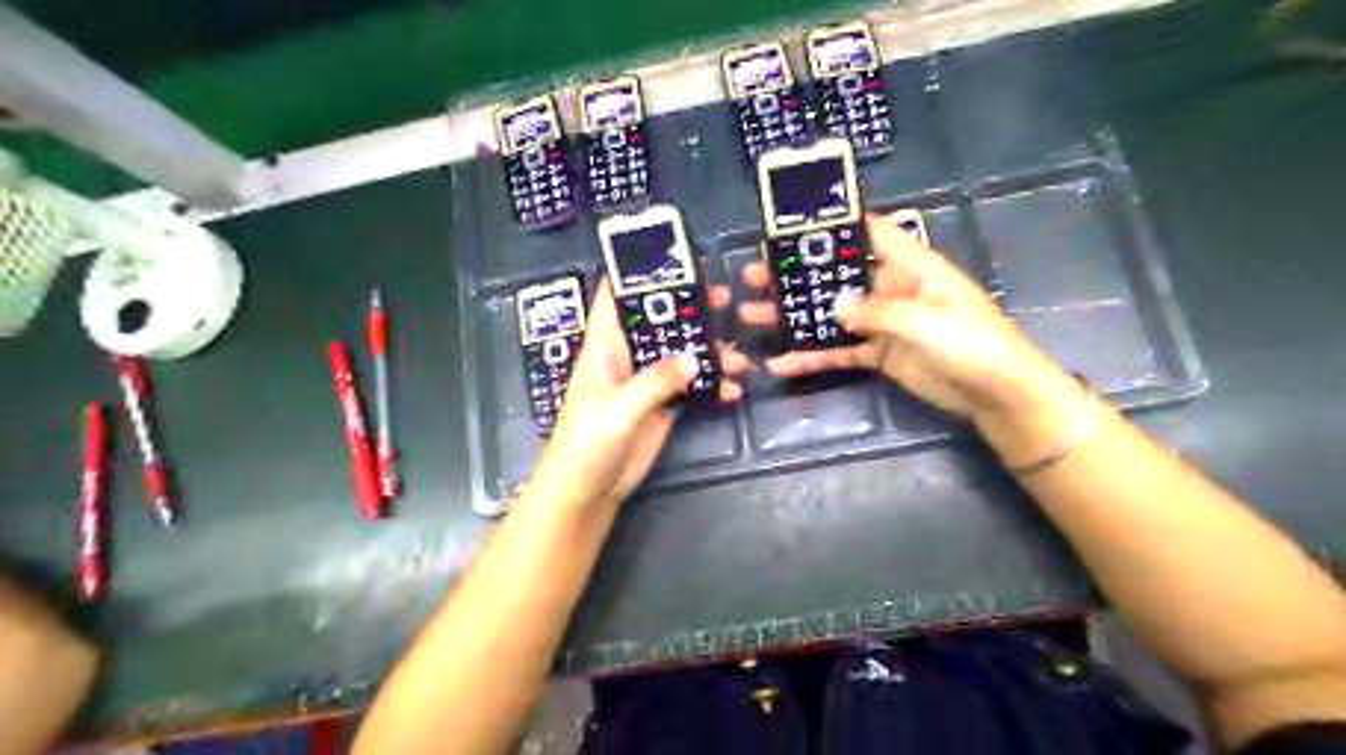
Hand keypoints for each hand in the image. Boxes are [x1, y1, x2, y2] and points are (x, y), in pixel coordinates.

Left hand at [531, 279, 752, 508]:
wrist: (588, 490)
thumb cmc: (588, 444)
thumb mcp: (618, 410)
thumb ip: (654, 382)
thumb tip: (693, 357)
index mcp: (604, 346)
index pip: (615, 297)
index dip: (637, 273)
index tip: (672, 256)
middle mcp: (627, 356)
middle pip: (659, 321)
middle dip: (690, 309)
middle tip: (724, 299)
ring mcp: (646, 381)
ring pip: (680, 353)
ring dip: (709, 352)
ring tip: (739, 360)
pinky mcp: (662, 405)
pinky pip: (691, 385)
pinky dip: (712, 385)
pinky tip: (732, 391)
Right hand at [734, 212, 1063, 425]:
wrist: (995, 391)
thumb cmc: (970, 342)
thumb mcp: (924, 319)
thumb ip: (876, 311)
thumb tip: (834, 306)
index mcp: (909, 266)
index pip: (869, 233)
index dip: (835, 225)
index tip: (793, 223)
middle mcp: (891, 287)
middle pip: (836, 275)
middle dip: (797, 276)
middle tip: (754, 276)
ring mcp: (882, 322)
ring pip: (830, 314)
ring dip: (794, 316)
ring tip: (752, 316)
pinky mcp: (879, 353)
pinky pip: (839, 351)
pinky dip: (811, 356)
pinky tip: (781, 362)